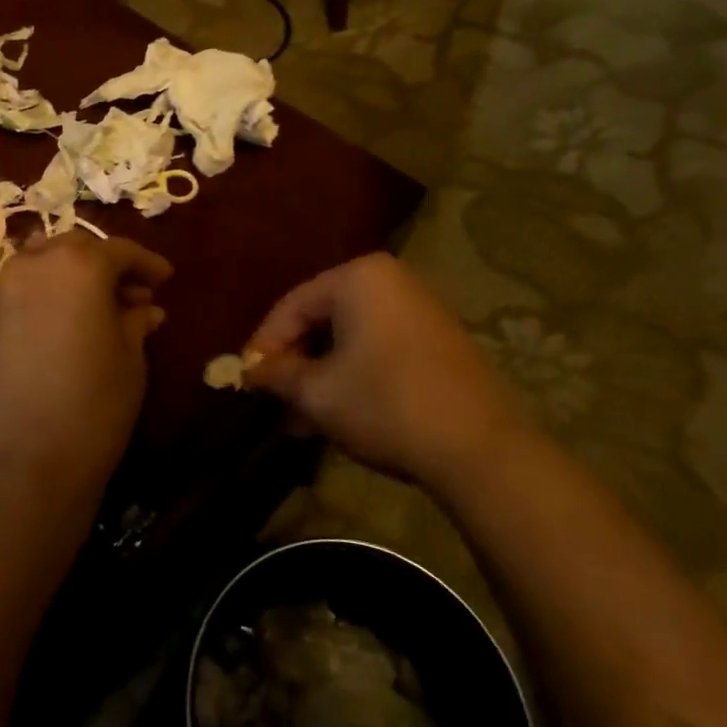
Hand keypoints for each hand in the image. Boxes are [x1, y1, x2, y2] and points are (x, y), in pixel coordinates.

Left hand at [0, 233, 170, 504]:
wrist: (21, 462)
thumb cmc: (92, 405)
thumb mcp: (130, 361)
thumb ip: (136, 324)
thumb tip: (144, 309)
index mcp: (79, 264)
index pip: (120, 251)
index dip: (147, 263)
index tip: (166, 280)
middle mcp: (36, 264)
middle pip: (77, 248)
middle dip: (108, 264)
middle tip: (135, 293)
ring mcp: (5, 291)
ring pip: (44, 263)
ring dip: (74, 274)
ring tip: (100, 306)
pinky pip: (26, 289)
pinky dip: (50, 293)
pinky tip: (69, 322)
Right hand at [243, 253, 531, 488]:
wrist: (480, 449)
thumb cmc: (385, 405)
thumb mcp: (317, 392)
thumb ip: (277, 375)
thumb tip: (250, 372)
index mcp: (358, 278)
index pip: (292, 306)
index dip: (263, 345)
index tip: (246, 380)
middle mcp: (391, 281)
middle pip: (322, 319)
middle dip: (295, 363)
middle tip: (275, 400)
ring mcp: (420, 309)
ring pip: (350, 338)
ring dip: (322, 375)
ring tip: (302, 418)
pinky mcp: (439, 340)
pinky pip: (379, 348)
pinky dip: (353, 375)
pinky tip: (340, 413)